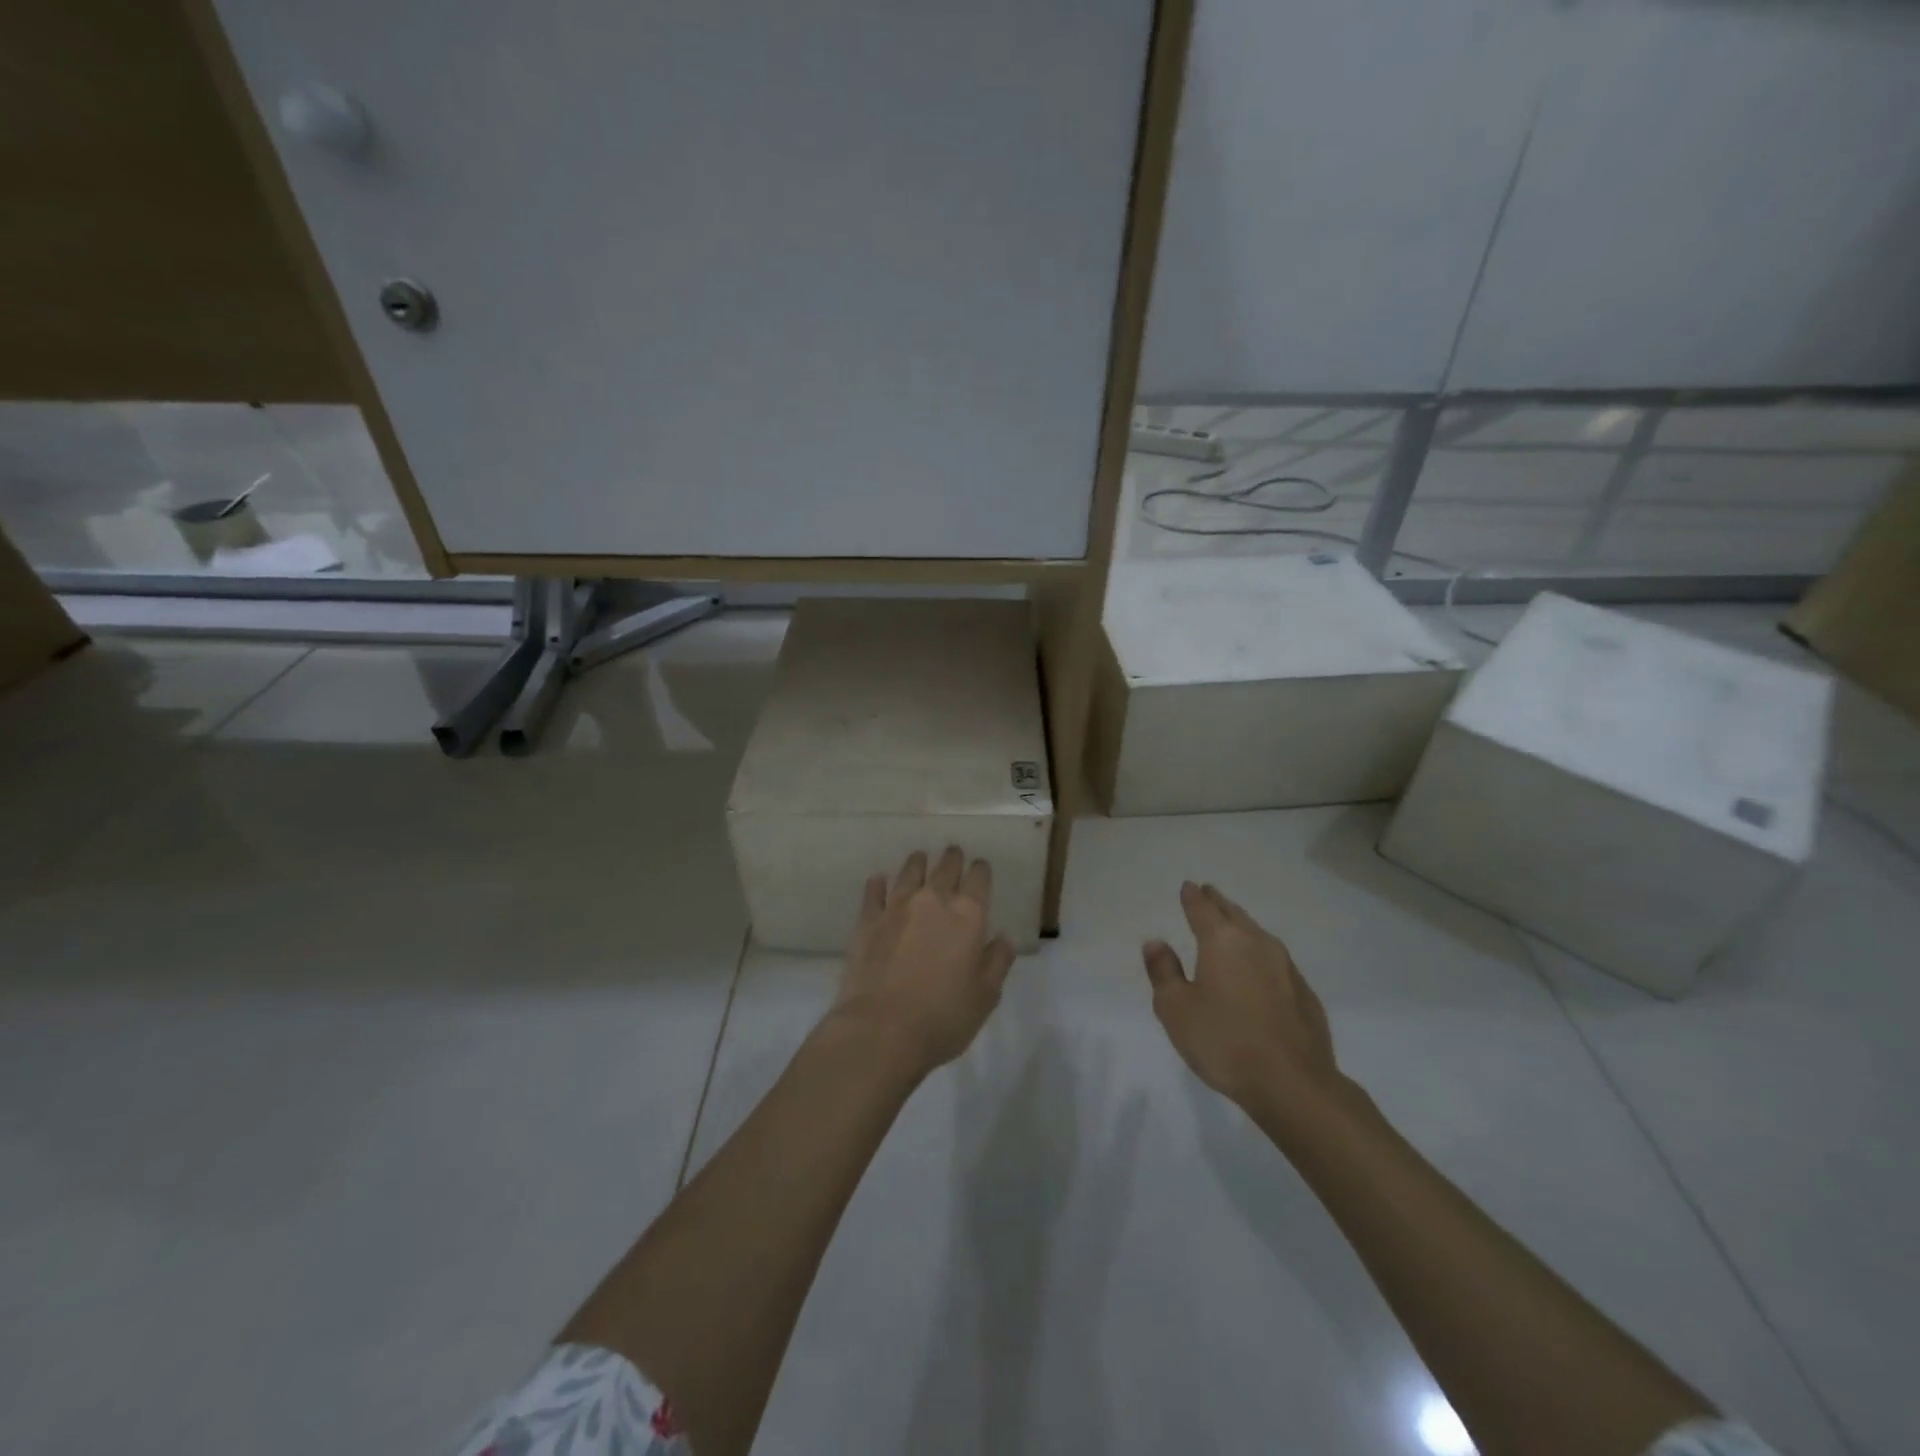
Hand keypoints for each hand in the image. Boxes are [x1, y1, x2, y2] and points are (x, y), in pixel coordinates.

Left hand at [830, 848, 1014, 1074]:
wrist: (882, 1030)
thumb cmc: (943, 1017)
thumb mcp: (985, 996)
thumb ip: (997, 962)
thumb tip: (1003, 939)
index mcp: (968, 916)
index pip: (978, 879)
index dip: (981, 870)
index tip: (980, 868)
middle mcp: (933, 901)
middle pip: (945, 867)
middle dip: (952, 858)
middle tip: (953, 854)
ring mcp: (896, 907)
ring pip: (909, 872)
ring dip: (918, 863)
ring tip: (920, 858)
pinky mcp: (868, 921)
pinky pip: (874, 893)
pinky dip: (878, 884)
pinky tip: (879, 879)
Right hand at [1143, 882, 1344, 1127]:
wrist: (1293, 1083)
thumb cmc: (1224, 1042)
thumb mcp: (1176, 1009)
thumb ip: (1164, 972)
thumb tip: (1156, 943)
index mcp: (1222, 941)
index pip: (1203, 909)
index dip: (1192, 897)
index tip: (1188, 887)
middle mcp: (1256, 943)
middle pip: (1233, 914)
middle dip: (1218, 903)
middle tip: (1208, 893)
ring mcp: (1285, 966)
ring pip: (1257, 934)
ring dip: (1241, 925)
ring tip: (1231, 925)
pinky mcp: (1304, 992)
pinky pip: (1275, 960)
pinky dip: (1259, 955)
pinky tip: (1257, 968)